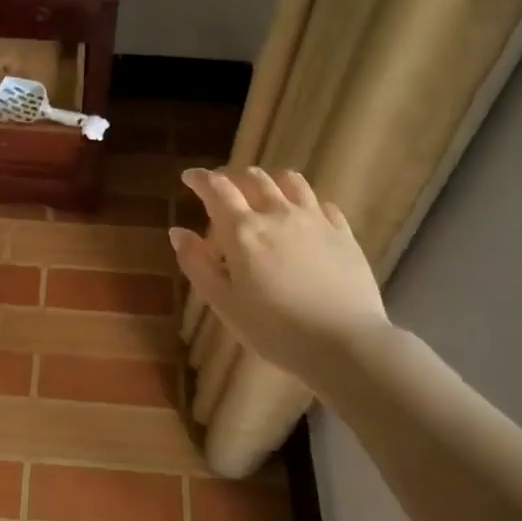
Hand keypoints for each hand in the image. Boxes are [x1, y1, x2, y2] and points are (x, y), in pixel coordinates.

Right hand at [169, 167, 387, 389]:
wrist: (344, 343)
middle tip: (223, 189)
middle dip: (233, 177)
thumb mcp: (224, 303)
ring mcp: (314, 220)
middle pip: (254, 178)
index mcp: (243, 230)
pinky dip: (304, 202)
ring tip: (263, 191)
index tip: (189, 177)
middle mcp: (278, 214)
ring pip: (290, 181)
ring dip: (270, 180)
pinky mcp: (342, 233)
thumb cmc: (274, 329)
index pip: (217, 189)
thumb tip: (178, 232)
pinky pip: (321, 204)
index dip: (200, 179)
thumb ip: (197, 264)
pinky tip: (303, 216)